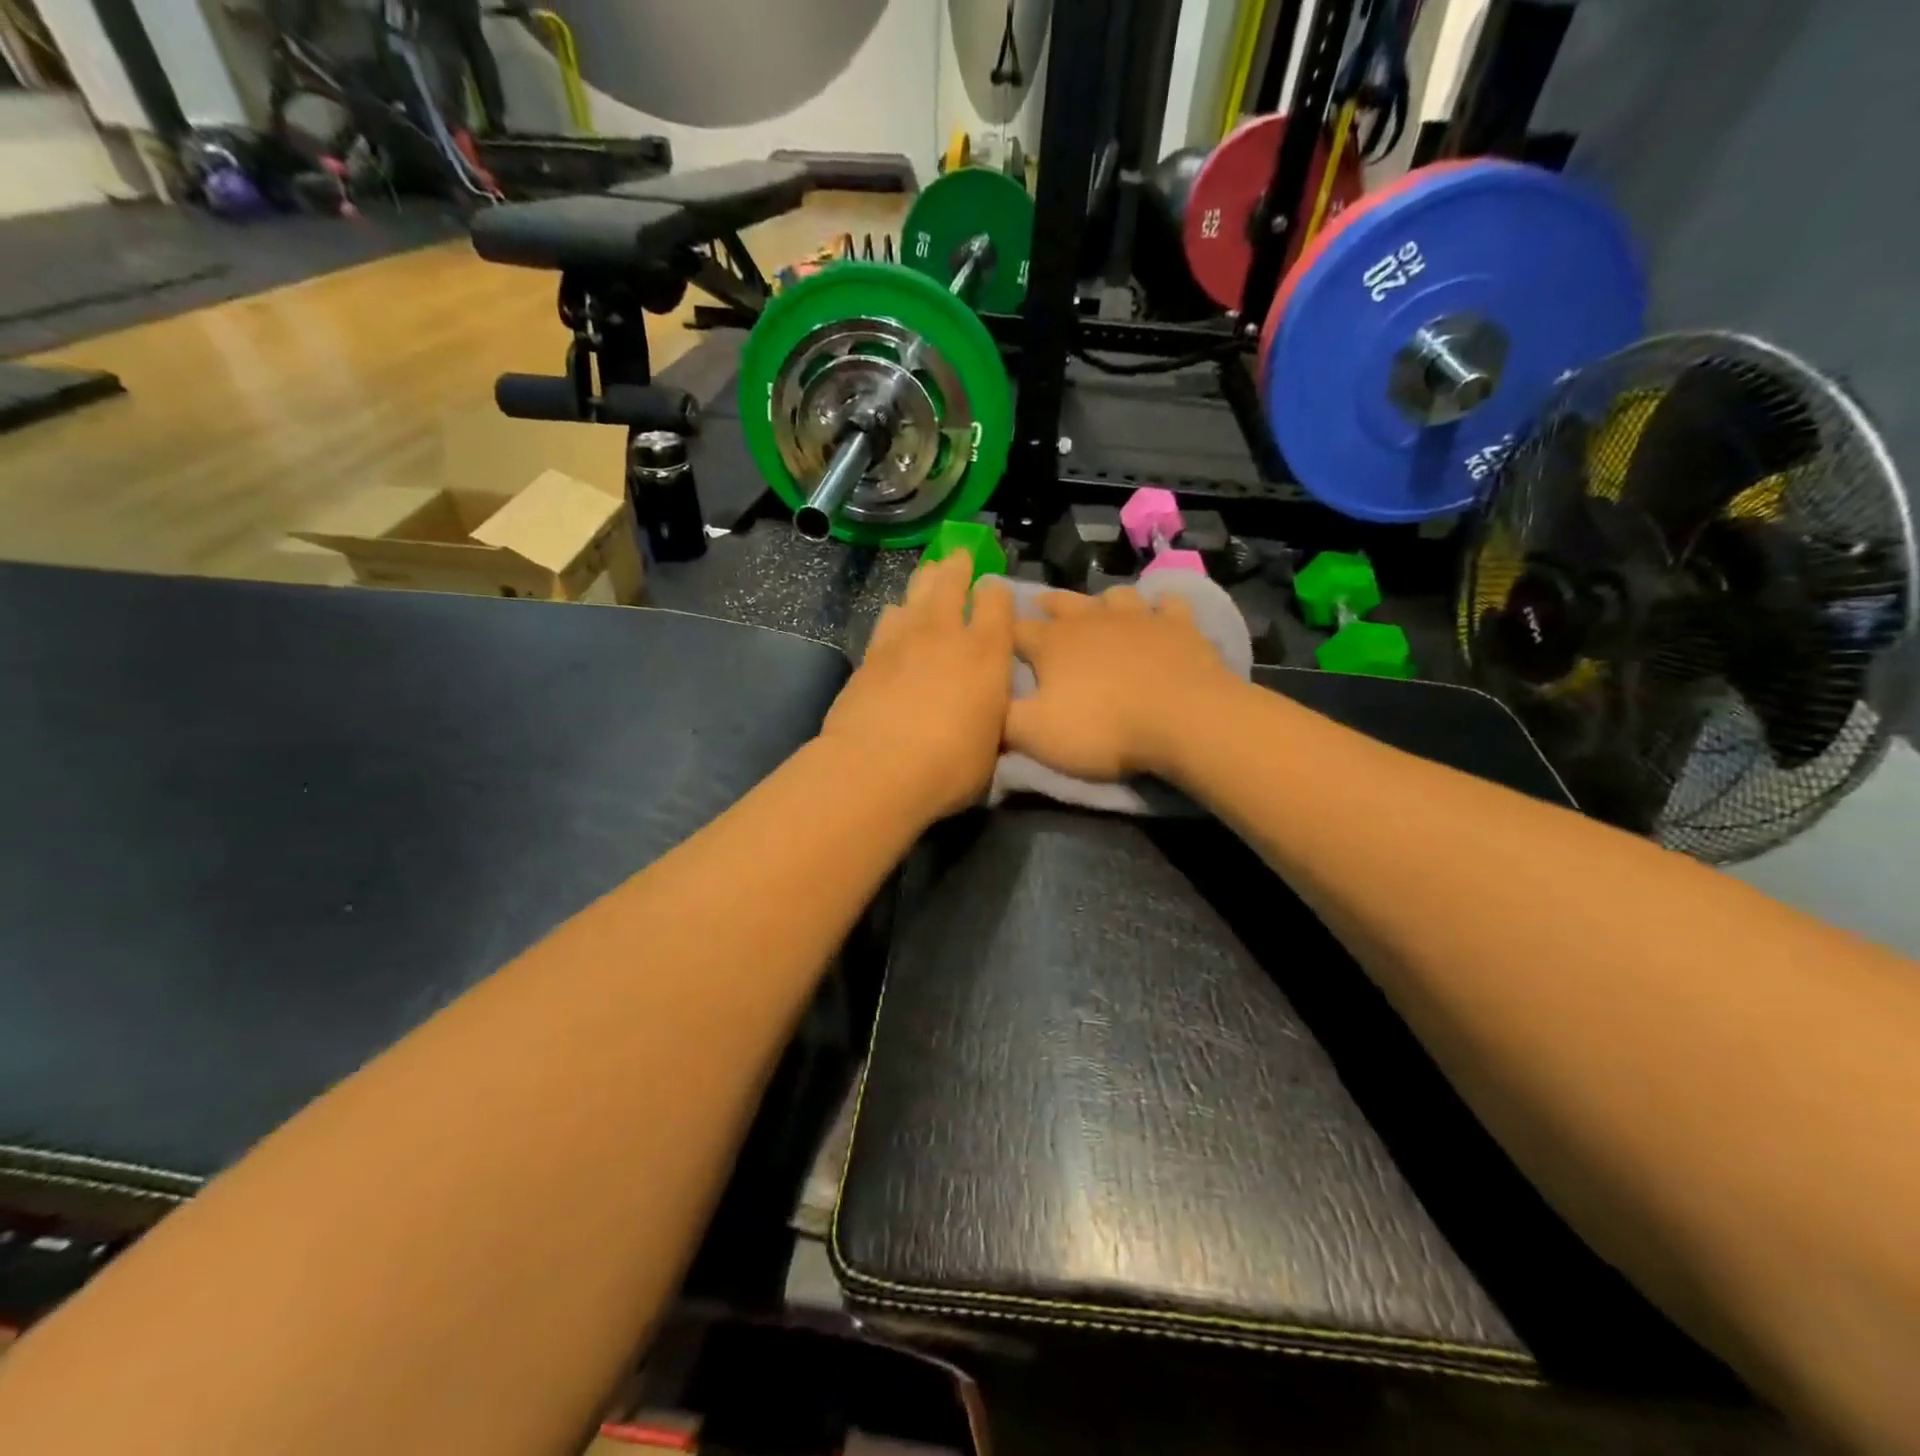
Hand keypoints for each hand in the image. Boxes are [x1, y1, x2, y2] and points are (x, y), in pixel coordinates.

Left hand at [819, 551, 1014, 821]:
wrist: (876, 769)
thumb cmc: (949, 766)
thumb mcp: (990, 746)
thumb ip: (990, 715)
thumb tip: (986, 708)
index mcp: (987, 653)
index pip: (997, 601)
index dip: (997, 591)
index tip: (995, 591)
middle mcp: (946, 634)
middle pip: (951, 581)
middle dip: (958, 565)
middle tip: (959, 556)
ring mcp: (903, 639)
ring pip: (915, 593)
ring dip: (925, 582)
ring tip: (929, 576)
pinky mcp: (870, 654)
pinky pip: (887, 619)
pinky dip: (896, 614)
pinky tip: (895, 618)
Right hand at [1006, 586, 1238, 781]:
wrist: (1184, 719)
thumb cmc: (1103, 728)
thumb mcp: (1036, 734)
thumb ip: (1002, 718)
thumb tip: (983, 704)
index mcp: (1052, 643)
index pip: (1014, 630)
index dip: (1001, 631)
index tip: (992, 634)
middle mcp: (1091, 619)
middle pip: (1061, 603)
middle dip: (1047, 605)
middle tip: (1040, 607)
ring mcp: (1138, 617)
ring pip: (1113, 596)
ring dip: (1102, 602)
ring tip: (1099, 611)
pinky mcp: (1179, 626)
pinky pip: (1167, 605)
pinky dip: (1159, 609)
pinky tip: (1159, 615)